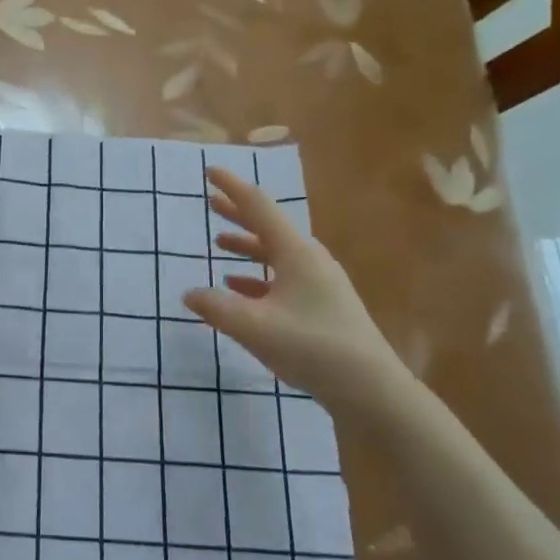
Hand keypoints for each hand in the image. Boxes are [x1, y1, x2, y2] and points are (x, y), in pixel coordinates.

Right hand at [183, 168, 402, 406]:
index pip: (258, 207)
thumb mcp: (253, 327)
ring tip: (220, 243)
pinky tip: (239, 287)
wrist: (371, 388)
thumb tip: (189, 294)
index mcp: (295, 252)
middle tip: (211, 200)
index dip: (232, 187)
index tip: (210, 171)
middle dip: (238, 213)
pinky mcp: (322, 305)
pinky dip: (257, 275)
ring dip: (247, 246)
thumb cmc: (311, 347)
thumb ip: (215, 307)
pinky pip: (282, 278)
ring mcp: (319, 282)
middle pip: (268, 227)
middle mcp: (309, 259)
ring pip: (275, 253)